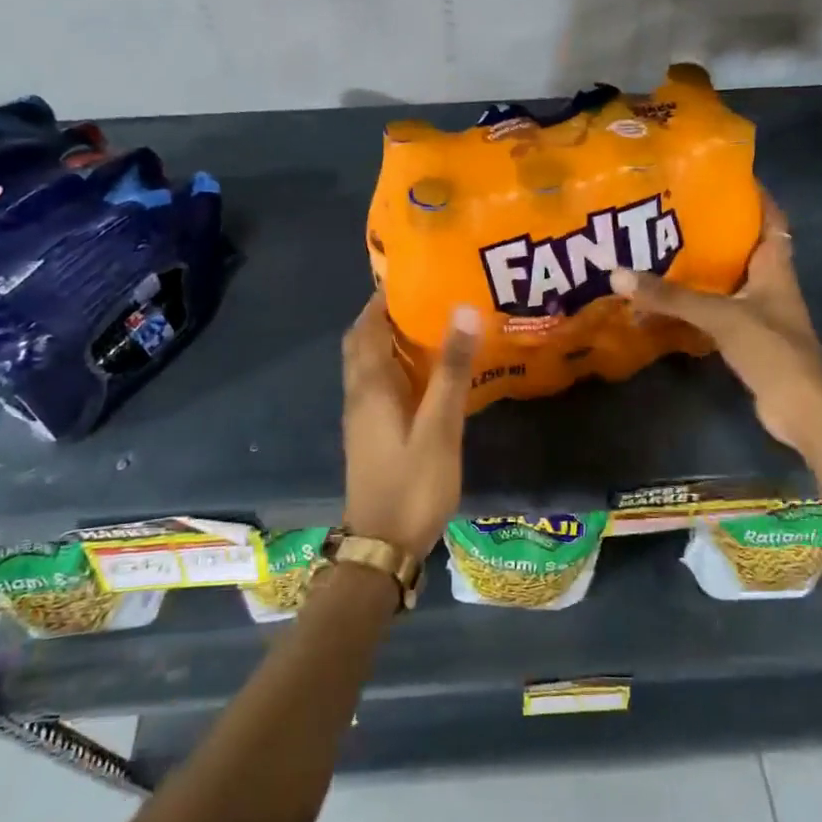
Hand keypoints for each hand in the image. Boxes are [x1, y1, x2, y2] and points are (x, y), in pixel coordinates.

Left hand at [340, 295, 479, 559]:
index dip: (383, 298)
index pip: (368, 326)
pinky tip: (427, 376)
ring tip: (431, 327)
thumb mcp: (439, 427)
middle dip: (385, 316)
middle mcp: (359, 395)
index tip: (413, 276)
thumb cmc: (413, 484)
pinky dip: (396, 368)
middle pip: (363, 342)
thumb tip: (462, 310)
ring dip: (390, 342)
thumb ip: (451, 371)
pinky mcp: (371, 435)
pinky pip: (378, 386)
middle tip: (425, 300)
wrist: (383, 545)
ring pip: (369, 365)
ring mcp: (362, 417)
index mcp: (370, 386)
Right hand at [610, 193, 821, 449]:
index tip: (723, 176)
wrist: (800, 407)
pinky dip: (698, 303)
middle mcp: (771, 284)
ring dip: (705, 268)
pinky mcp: (749, 339)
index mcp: (776, 266)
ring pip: (730, 280)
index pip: (771, 218)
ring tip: (665, 249)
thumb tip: (618, 274)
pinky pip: (720, 310)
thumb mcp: (720, 316)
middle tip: (677, 213)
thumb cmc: (772, 349)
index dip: (754, 195)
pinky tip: (670, 300)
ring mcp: (762, 313)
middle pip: (746, 246)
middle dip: (717, 229)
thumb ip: (672, 297)